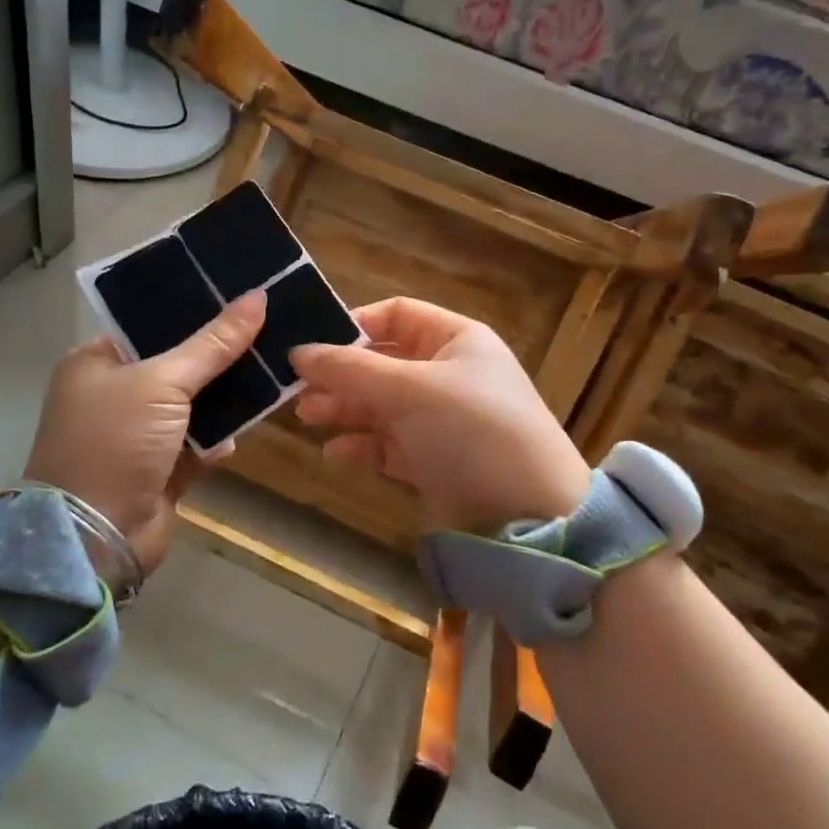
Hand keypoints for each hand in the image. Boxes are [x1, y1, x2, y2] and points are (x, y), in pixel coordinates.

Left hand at [23, 290, 265, 588]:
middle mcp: (115, 395)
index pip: (151, 326)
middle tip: (269, 332)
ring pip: (193, 407)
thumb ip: (213, 344)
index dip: (194, 312)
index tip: (241, 298)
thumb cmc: (116, 442)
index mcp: (97, 363)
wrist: (95, 537)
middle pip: (178, 365)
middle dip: (219, 357)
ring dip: (225, 401)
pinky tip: (236, 438)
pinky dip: (216, 443)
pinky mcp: (160, 471)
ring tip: (271, 375)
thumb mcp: (162, 382)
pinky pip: (198, 445)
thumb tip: (258, 297)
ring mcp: (138, 436)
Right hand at [289, 298, 589, 532]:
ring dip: (344, 408)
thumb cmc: (473, 431)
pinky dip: (362, 445)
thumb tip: (298, 351)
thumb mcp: (412, 390)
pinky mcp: (433, 460)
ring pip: (381, 404)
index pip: (396, 314)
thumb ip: (351, 369)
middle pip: (381, 362)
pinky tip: (335, 453)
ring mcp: (440, 419)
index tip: (312, 345)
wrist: (530, 514)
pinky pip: (388, 444)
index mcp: (455, 339)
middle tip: (297, 390)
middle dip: (340, 374)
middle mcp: (447, 373)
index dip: (353, 325)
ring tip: (307, 417)